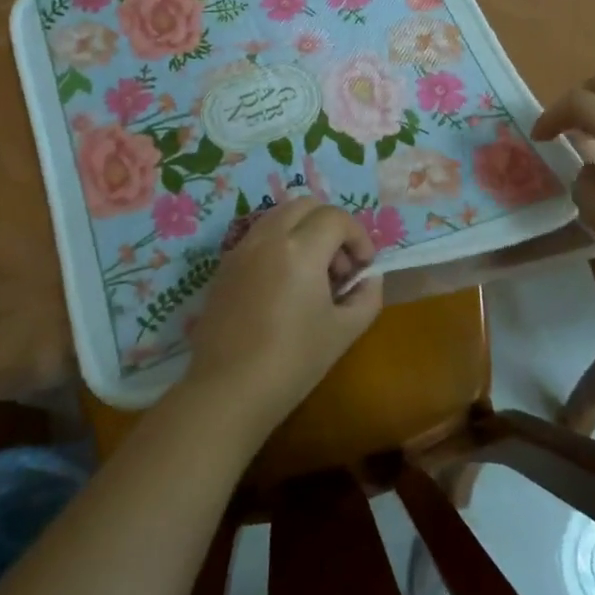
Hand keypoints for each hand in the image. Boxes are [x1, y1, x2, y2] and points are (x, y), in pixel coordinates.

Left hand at [182, 198, 382, 437]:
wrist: (228, 390)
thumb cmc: (293, 362)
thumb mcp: (344, 332)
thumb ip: (366, 297)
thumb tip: (369, 278)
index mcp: (300, 248)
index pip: (336, 218)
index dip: (358, 236)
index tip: (363, 267)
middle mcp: (268, 236)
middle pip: (306, 204)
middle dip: (330, 225)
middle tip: (339, 265)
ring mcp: (241, 247)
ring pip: (279, 215)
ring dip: (303, 230)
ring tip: (312, 273)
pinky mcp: (225, 265)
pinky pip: (258, 235)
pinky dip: (278, 243)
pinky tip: (283, 284)